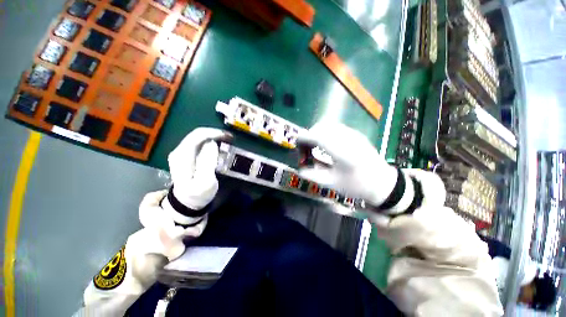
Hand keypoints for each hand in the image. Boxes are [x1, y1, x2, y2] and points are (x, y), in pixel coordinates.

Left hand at [168, 127, 231, 209]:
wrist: (186, 203)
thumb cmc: (198, 194)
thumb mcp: (205, 181)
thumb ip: (208, 162)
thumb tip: (212, 143)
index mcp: (183, 156)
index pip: (198, 135)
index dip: (214, 133)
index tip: (228, 137)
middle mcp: (179, 151)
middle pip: (198, 134)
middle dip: (215, 134)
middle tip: (230, 139)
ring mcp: (181, 153)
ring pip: (199, 138)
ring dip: (214, 138)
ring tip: (227, 143)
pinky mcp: (186, 156)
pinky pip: (199, 144)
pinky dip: (211, 143)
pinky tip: (219, 148)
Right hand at [297, 122, 397, 205]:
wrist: (382, 182)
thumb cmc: (357, 186)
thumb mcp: (333, 184)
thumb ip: (313, 175)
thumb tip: (300, 170)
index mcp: (343, 153)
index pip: (318, 137)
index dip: (304, 138)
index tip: (296, 142)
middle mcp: (348, 139)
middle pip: (322, 127)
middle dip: (309, 136)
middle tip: (306, 150)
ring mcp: (353, 134)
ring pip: (328, 125)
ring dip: (317, 133)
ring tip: (314, 147)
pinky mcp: (355, 134)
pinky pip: (335, 127)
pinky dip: (325, 133)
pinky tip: (325, 145)